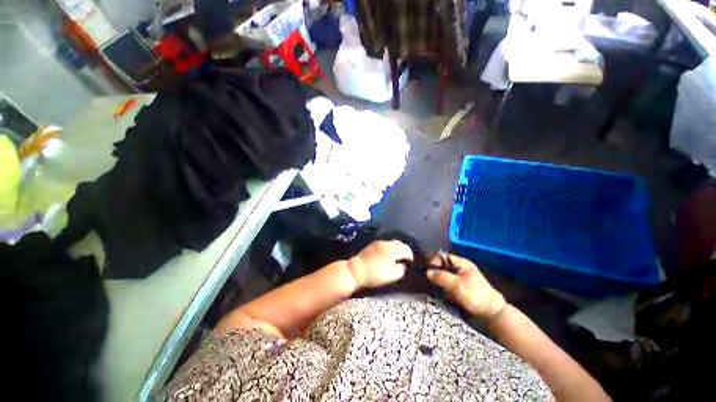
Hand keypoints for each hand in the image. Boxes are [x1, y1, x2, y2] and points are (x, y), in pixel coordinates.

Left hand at [348, 241, 412, 288]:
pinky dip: (388, 248)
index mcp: (393, 249)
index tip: (410, 263)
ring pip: (391, 243)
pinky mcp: (372, 245)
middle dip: (403, 250)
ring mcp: (378, 243)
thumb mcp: (392, 275)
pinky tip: (386, 255)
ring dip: (395, 249)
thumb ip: (401, 269)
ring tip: (395, 257)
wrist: (357, 269)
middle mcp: (386, 243)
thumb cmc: (376, 273)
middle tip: (404, 259)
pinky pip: (384, 244)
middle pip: (399, 243)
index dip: (410, 256)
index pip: (406, 249)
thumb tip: (403, 265)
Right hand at [426, 254, 505, 318]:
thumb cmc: (474, 294)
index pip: (445, 256)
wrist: (491, 312)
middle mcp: (462, 269)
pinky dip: (445, 287)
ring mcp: (462, 278)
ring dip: (440, 280)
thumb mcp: (456, 284)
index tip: (428, 268)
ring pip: (446, 275)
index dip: (435, 260)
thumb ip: (441, 277)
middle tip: (429, 278)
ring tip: (433, 286)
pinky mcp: (463, 288)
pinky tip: (441, 292)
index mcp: (462, 263)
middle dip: (437, 271)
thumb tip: (427, 272)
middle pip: (444, 266)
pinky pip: (450, 284)